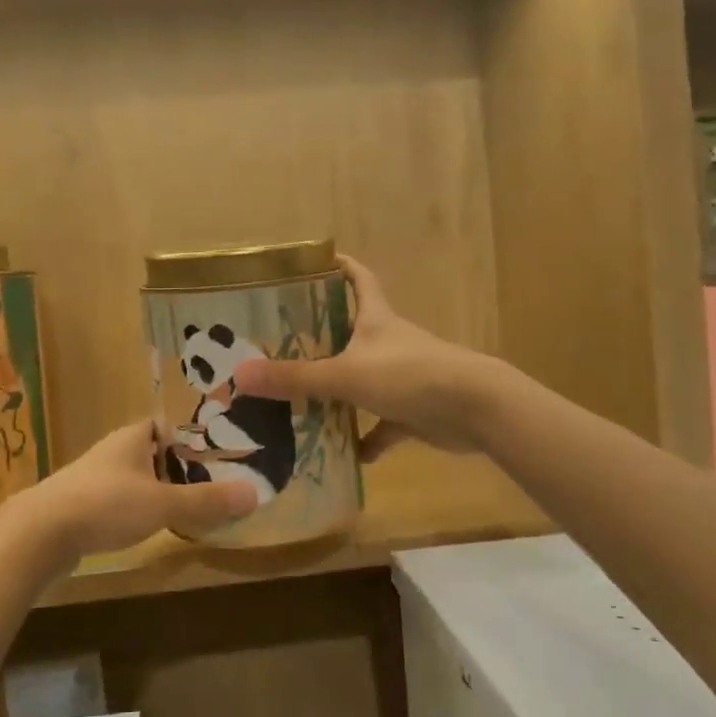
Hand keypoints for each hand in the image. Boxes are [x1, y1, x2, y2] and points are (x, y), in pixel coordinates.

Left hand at [0, 420, 257, 567]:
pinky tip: (149, 525)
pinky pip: (118, 499)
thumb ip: (206, 500)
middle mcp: (112, 451)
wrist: (38, 535)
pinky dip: (137, 507)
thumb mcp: (163, 504)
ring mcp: (93, 478)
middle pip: (153, 451)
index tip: (219, 448)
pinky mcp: (80, 505)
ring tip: (188, 504)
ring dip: (157, 487)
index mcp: (132, 437)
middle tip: (212, 480)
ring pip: (135, 476)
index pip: (166, 423)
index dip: (191, 434)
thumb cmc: (105, 505)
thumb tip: (255, 494)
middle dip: (179, 464)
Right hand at [232, 256, 496, 462]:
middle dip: (322, 337)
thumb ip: (296, 378)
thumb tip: (240, 376)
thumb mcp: (346, 375)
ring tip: (300, 404)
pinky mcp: (415, 411)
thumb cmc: (409, 375)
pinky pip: (384, 425)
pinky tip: (346, 454)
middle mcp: (389, 342)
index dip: (340, 266)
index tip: (315, 262)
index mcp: (376, 319)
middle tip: (281, 345)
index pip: (358, 278)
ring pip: (364, 381)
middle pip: (353, 331)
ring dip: (339, 394)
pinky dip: (368, 438)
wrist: (475, 409)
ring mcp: (404, 377)